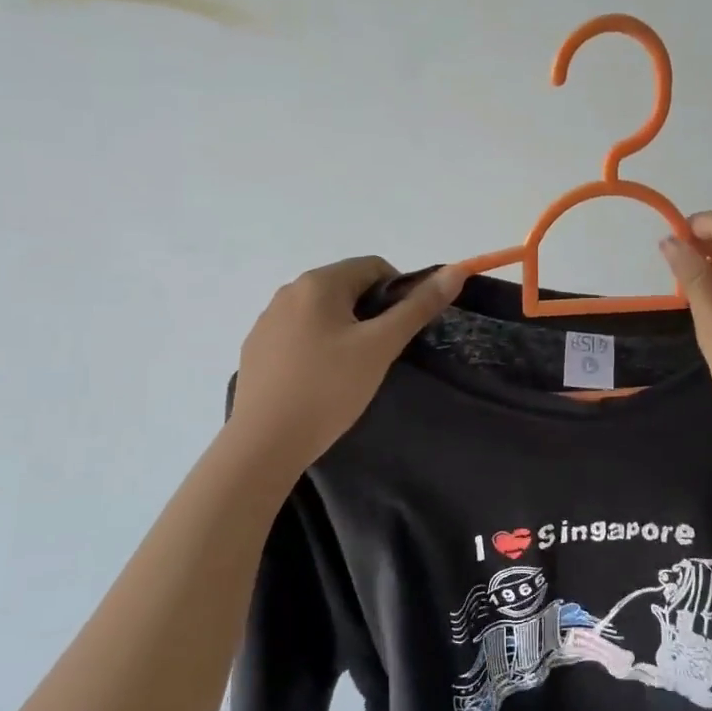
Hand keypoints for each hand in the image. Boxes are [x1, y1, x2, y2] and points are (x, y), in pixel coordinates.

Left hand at [227, 257, 465, 475]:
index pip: (374, 267)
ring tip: (353, 370)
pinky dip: (318, 347)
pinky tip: (321, 381)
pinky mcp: (256, 349)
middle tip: (382, 353)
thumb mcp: (381, 346)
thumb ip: (418, 307)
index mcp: (319, 283)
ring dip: (345, 330)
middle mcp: (288, 291)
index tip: (404, 330)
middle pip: (346, 287)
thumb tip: (455, 271)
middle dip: (372, 312)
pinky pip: (299, 335)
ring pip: (322, 313)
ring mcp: (267, 321)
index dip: (400, 292)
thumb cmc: (329, 388)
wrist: (264, 443)